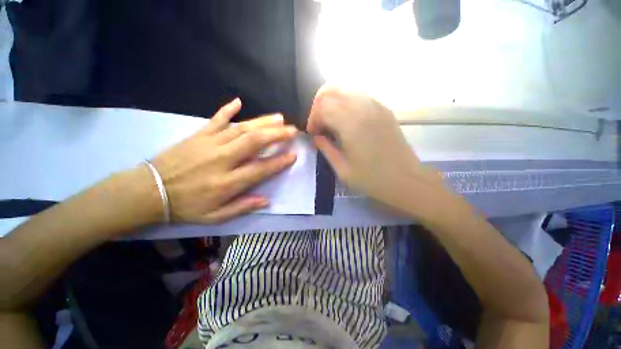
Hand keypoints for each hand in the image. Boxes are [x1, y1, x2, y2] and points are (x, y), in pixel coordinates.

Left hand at [152, 98, 297, 223]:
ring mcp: (209, 144)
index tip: (293, 155)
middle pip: (253, 142)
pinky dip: (227, 110)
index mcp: (227, 182)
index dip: (279, 162)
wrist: (148, 191)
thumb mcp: (215, 217)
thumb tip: (267, 201)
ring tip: (279, 118)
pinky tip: (238, 102)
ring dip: (262, 122)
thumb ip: (242, 207)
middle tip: (292, 130)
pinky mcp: (198, 136)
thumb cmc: (185, 206)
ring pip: (241, 129)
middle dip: (276, 135)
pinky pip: (215, 120)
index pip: (260, 169)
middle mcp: (222, 160)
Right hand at [307, 86, 443, 210]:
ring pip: (346, 89)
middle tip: (319, 124)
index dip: (313, 119)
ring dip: (333, 102)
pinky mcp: (384, 110)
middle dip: (319, 105)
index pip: (322, 106)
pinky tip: (348, 122)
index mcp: (351, 123)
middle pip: (332, 90)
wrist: (405, 180)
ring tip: (332, 122)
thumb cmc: (371, 179)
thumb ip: (326, 149)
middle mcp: (363, 107)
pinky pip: (360, 96)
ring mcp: (376, 106)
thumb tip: (316, 137)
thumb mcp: (342, 169)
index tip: (313, 134)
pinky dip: (347, 103)